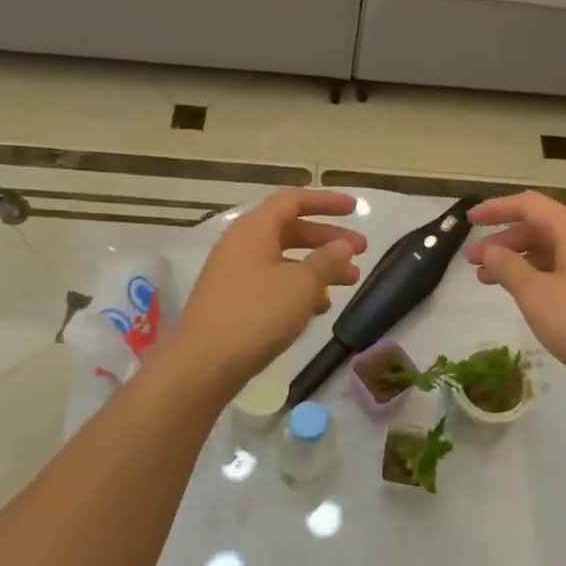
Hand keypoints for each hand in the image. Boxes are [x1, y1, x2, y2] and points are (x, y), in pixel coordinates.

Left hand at [164, 189, 366, 394]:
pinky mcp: (233, 301)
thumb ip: (328, 260)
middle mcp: (241, 245)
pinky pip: (273, 283)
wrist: (203, 365)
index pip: (293, 200)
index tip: (355, 209)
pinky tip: (319, 308)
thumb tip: (344, 245)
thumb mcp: (302, 284)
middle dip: (328, 239)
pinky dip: (299, 288)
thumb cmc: (256, 314)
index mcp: (254, 229)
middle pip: (291, 230)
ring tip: (350, 282)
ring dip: (318, 267)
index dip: (326, 201)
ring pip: (284, 259)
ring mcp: (235, 274)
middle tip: (362, 251)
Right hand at [466, 192, 565, 407]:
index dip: (496, 209)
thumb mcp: (537, 296)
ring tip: (489, 281)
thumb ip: (508, 267)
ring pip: (553, 249)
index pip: (529, 205)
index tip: (468, 220)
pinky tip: (524, 294)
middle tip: (473, 262)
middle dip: (504, 240)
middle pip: (541, 226)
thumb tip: (490, 250)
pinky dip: (540, 274)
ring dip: (520, 260)